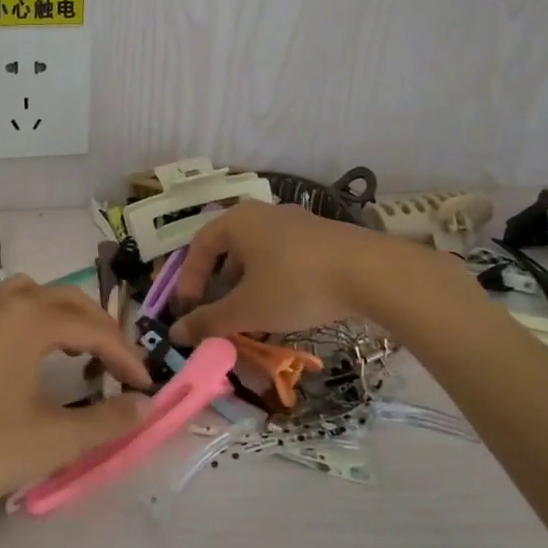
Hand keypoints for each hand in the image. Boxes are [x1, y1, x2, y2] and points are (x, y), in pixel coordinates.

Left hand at [0, 277, 150, 529]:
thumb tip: (146, 406)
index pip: (93, 328)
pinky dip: (24, 324)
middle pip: (63, 300)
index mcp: (29, 319)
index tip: (145, 384)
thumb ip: (106, 422)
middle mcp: (0, 303)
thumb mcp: (51, 441)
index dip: (125, 355)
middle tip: (117, 364)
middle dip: (97, 328)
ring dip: (58, 317)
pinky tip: (19, 361)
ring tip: (72, 352)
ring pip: (26, 297)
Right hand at [169, 202, 415, 341]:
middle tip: (217, 312)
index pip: (199, 246)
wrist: (371, 272)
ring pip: (258, 254)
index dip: (188, 279)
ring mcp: (296, 223)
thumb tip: (175, 333)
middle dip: (219, 284)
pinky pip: (284, 257)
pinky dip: (273, 282)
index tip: (188, 310)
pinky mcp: (322, 238)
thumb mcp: (248, 308)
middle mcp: (264, 214)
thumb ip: (209, 321)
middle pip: (229, 248)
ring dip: (247, 286)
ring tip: (250, 316)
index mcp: (238, 220)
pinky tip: (285, 308)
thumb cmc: (296, 284)